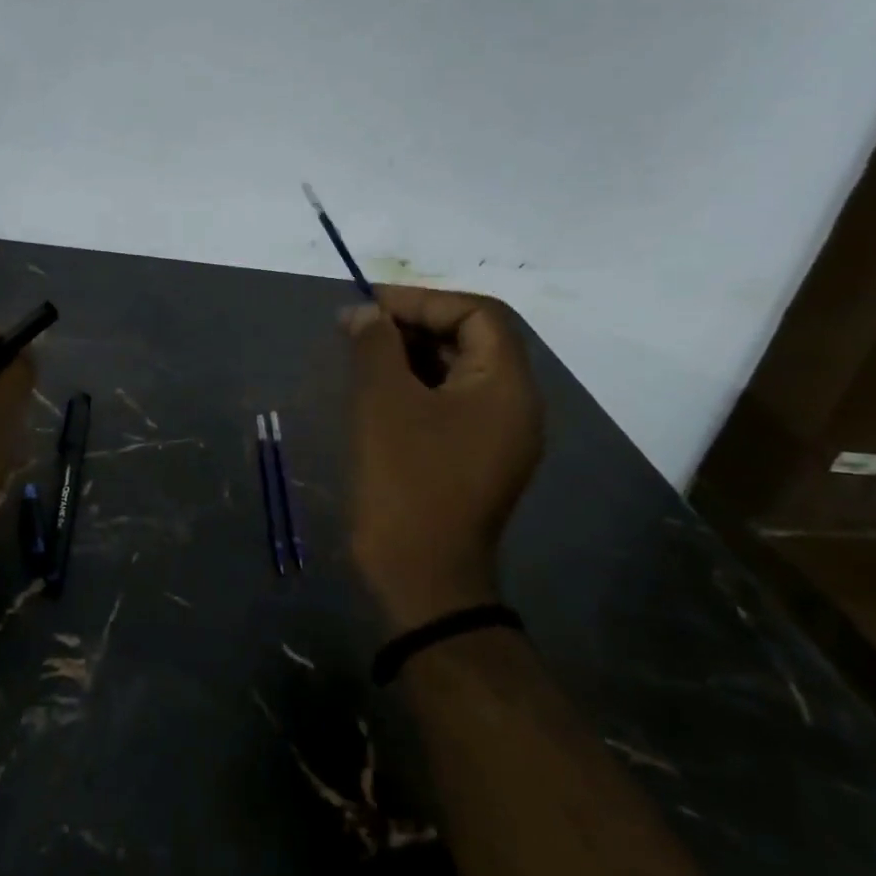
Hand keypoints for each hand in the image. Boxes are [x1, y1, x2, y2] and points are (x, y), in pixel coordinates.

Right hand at [344, 287, 543, 630]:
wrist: (420, 575)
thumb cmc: (406, 480)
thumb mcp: (383, 401)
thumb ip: (375, 344)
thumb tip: (363, 312)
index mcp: (507, 387)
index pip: (479, 315)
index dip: (424, 300)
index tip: (373, 304)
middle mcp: (514, 406)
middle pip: (472, 340)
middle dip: (415, 325)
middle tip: (362, 326)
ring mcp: (497, 436)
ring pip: (458, 372)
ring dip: (411, 354)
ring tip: (361, 352)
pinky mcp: (474, 458)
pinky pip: (450, 404)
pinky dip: (415, 386)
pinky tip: (375, 389)